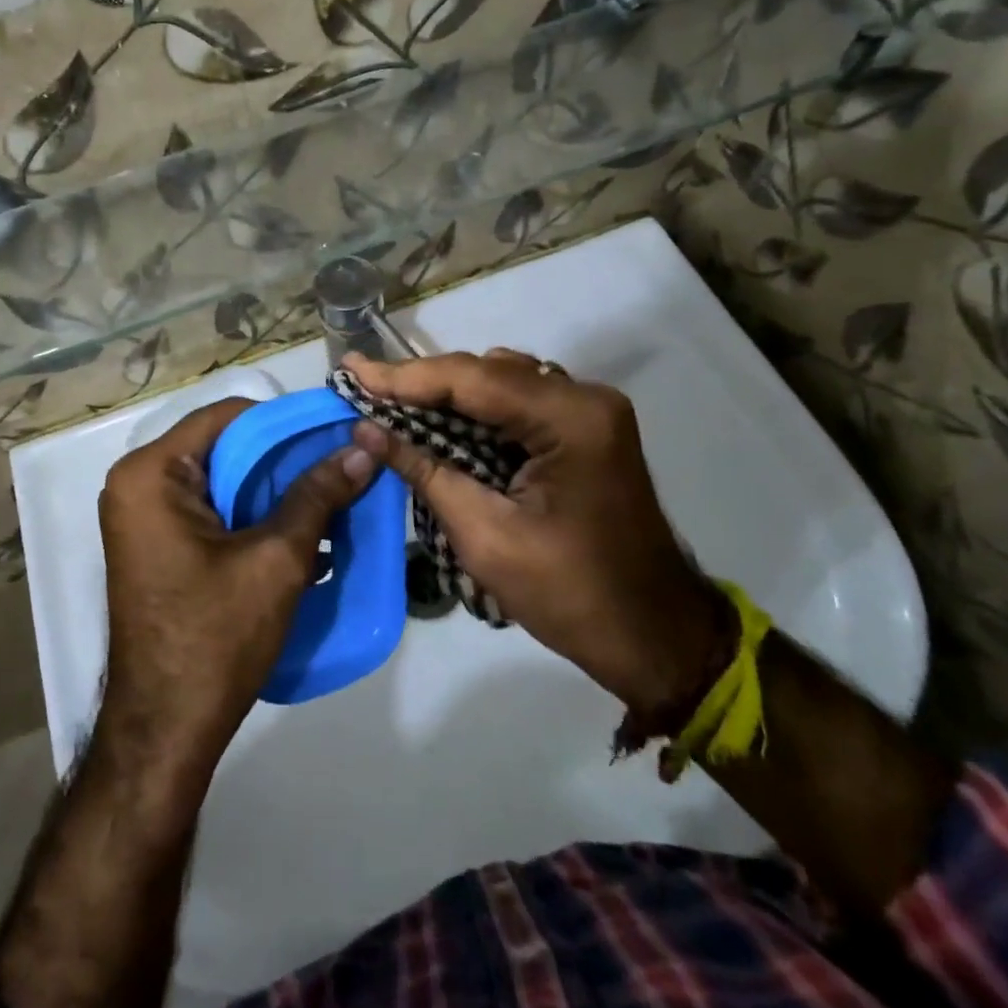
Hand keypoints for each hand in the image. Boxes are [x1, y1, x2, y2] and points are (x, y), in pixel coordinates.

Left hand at [97, 399, 376, 779]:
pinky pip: (211, 510)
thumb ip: (318, 495)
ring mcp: (143, 516)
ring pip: (221, 480)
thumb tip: (364, 446)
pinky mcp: (157, 545)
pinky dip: (251, 515)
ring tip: (330, 494)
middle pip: (223, 447)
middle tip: (340, 462)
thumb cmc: (215, 636)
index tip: (334, 430)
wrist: (167, 729)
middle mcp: (138, 484)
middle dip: (283, 458)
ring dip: (272, 490)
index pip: (227, 416)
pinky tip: (300, 531)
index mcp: (151, 473)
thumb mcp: (276, 559)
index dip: (284, 421)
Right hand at [343, 350, 722, 714]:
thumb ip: (425, 472)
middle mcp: (584, 398)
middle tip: (361, 384)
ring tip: (386, 400)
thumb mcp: (487, 536)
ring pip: (498, 384)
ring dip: (444, 395)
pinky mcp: (582, 430)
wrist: (655, 637)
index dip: (404, 376)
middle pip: (485, 373)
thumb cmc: (573, 596)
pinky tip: (434, 422)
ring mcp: (587, 412)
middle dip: (420, 383)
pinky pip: (515, 405)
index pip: (472, 379)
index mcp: (571, 418)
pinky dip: (472, 412)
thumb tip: (365, 430)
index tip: (351, 371)